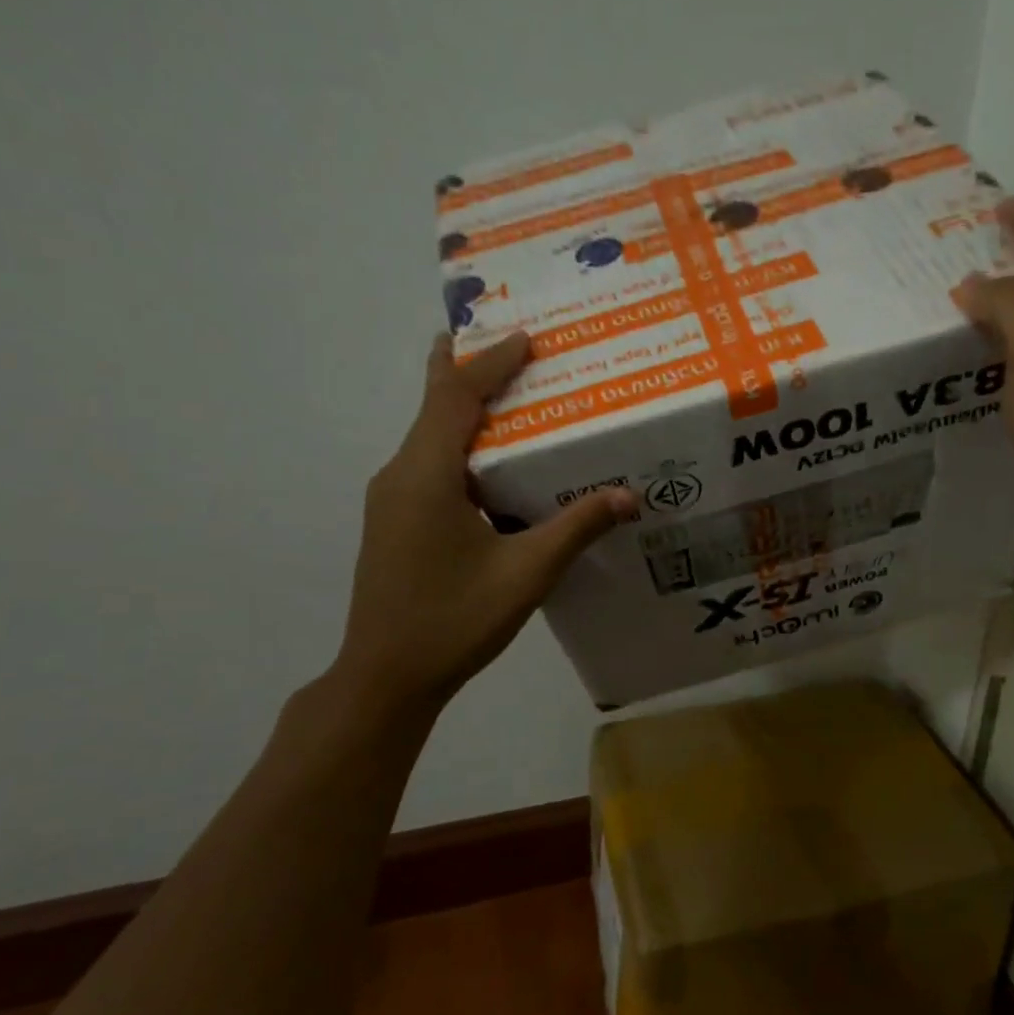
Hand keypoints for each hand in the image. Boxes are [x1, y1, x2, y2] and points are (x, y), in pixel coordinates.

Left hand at [330, 331, 633, 714]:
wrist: (386, 677)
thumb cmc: (454, 620)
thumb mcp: (526, 573)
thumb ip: (576, 528)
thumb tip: (627, 495)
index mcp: (426, 475)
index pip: (455, 396)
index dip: (490, 362)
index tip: (526, 337)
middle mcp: (400, 475)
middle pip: (435, 405)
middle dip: (468, 369)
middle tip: (509, 345)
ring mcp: (391, 499)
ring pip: (431, 437)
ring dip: (467, 411)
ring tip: (514, 398)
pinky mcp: (394, 521)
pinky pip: (430, 466)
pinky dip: (463, 448)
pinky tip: (495, 467)